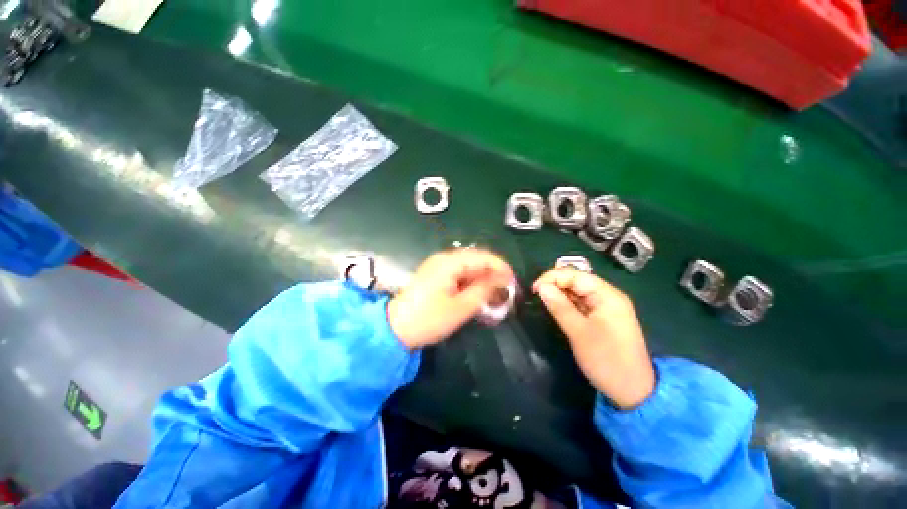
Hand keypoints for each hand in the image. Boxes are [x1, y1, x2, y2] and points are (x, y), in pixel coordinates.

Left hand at [388, 249, 514, 349]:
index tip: (513, 282)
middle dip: (493, 272)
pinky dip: (471, 280)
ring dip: (483, 277)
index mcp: (450, 262)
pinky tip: (477, 292)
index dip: (501, 267)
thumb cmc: (428, 319)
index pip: (483, 257)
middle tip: (505, 289)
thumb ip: (484, 291)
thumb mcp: (461, 308)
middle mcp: (444, 258)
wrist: (395, 328)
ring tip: (494, 293)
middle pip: (476, 258)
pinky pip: (459, 272)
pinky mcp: (435, 273)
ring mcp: (438, 264)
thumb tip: (502, 280)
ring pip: (469, 265)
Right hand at [533, 270, 655, 408]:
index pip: (575, 275)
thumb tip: (541, 287)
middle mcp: (608, 296)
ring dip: (560, 295)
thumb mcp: (578, 332)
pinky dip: (567, 305)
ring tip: (543, 302)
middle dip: (555, 285)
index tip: (534, 289)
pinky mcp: (603, 318)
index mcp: (607, 295)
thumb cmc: (606, 360)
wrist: (633, 391)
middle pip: (577, 281)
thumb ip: (559, 306)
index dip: (552, 278)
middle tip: (536, 296)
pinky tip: (556, 309)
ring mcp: (606, 308)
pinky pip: (582, 304)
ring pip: (578, 293)